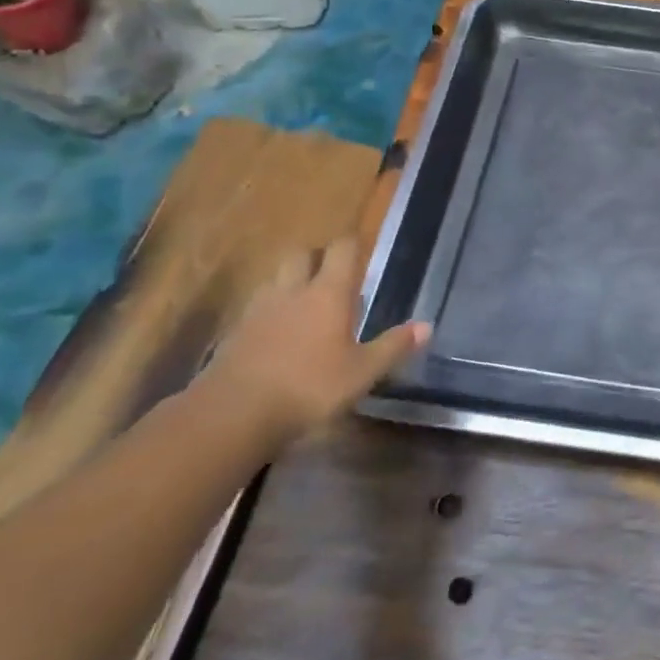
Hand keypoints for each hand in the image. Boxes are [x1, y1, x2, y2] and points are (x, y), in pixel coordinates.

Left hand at [205, 237, 428, 445]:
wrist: (232, 415)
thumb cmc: (308, 387)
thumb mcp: (361, 372)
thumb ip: (393, 347)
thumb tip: (427, 326)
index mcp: (328, 293)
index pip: (342, 249)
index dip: (353, 243)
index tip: (363, 247)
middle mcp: (293, 291)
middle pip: (302, 255)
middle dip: (317, 257)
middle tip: (333, 275)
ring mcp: (258, 310)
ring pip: (276, 279)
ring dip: (291, 282)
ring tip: (305, 304)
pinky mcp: (234, 334)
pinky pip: (256, 308)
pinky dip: (270, 312)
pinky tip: (278, 335)